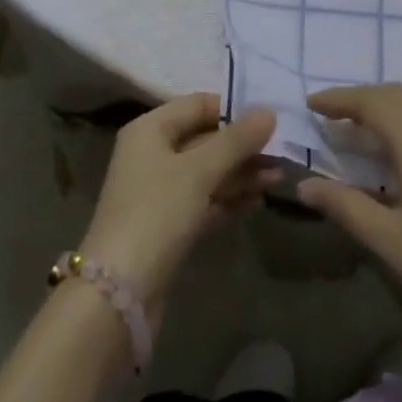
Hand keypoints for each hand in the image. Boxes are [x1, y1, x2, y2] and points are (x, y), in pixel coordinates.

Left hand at [79, 95, 277, 322]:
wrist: (118, 296)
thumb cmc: (156, 213)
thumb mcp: (199, 171)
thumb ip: (236, 140)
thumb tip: (269, 112)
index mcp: (150, 130)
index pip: (198, 105)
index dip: (233, 109)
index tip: (269, 118)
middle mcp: (152, 155)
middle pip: (204, 140)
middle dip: (242, 147)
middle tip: (282, 152)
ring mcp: (159, 193)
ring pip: (207, 173)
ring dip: (241, 174)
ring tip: (279, 177)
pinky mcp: (168, 227)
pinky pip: (204, 202)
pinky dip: (229, 199)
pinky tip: (258, 200)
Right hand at [296, 85, 401, 393]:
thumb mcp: (392, 242)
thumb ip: (346, 207)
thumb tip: (305, 184)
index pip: (374, 101)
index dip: (340, 98)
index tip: (311, 105)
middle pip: (397, 97)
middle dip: (361, 101)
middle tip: (330, 120)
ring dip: (385, 114)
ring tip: (357, 139)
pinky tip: (397, 162)